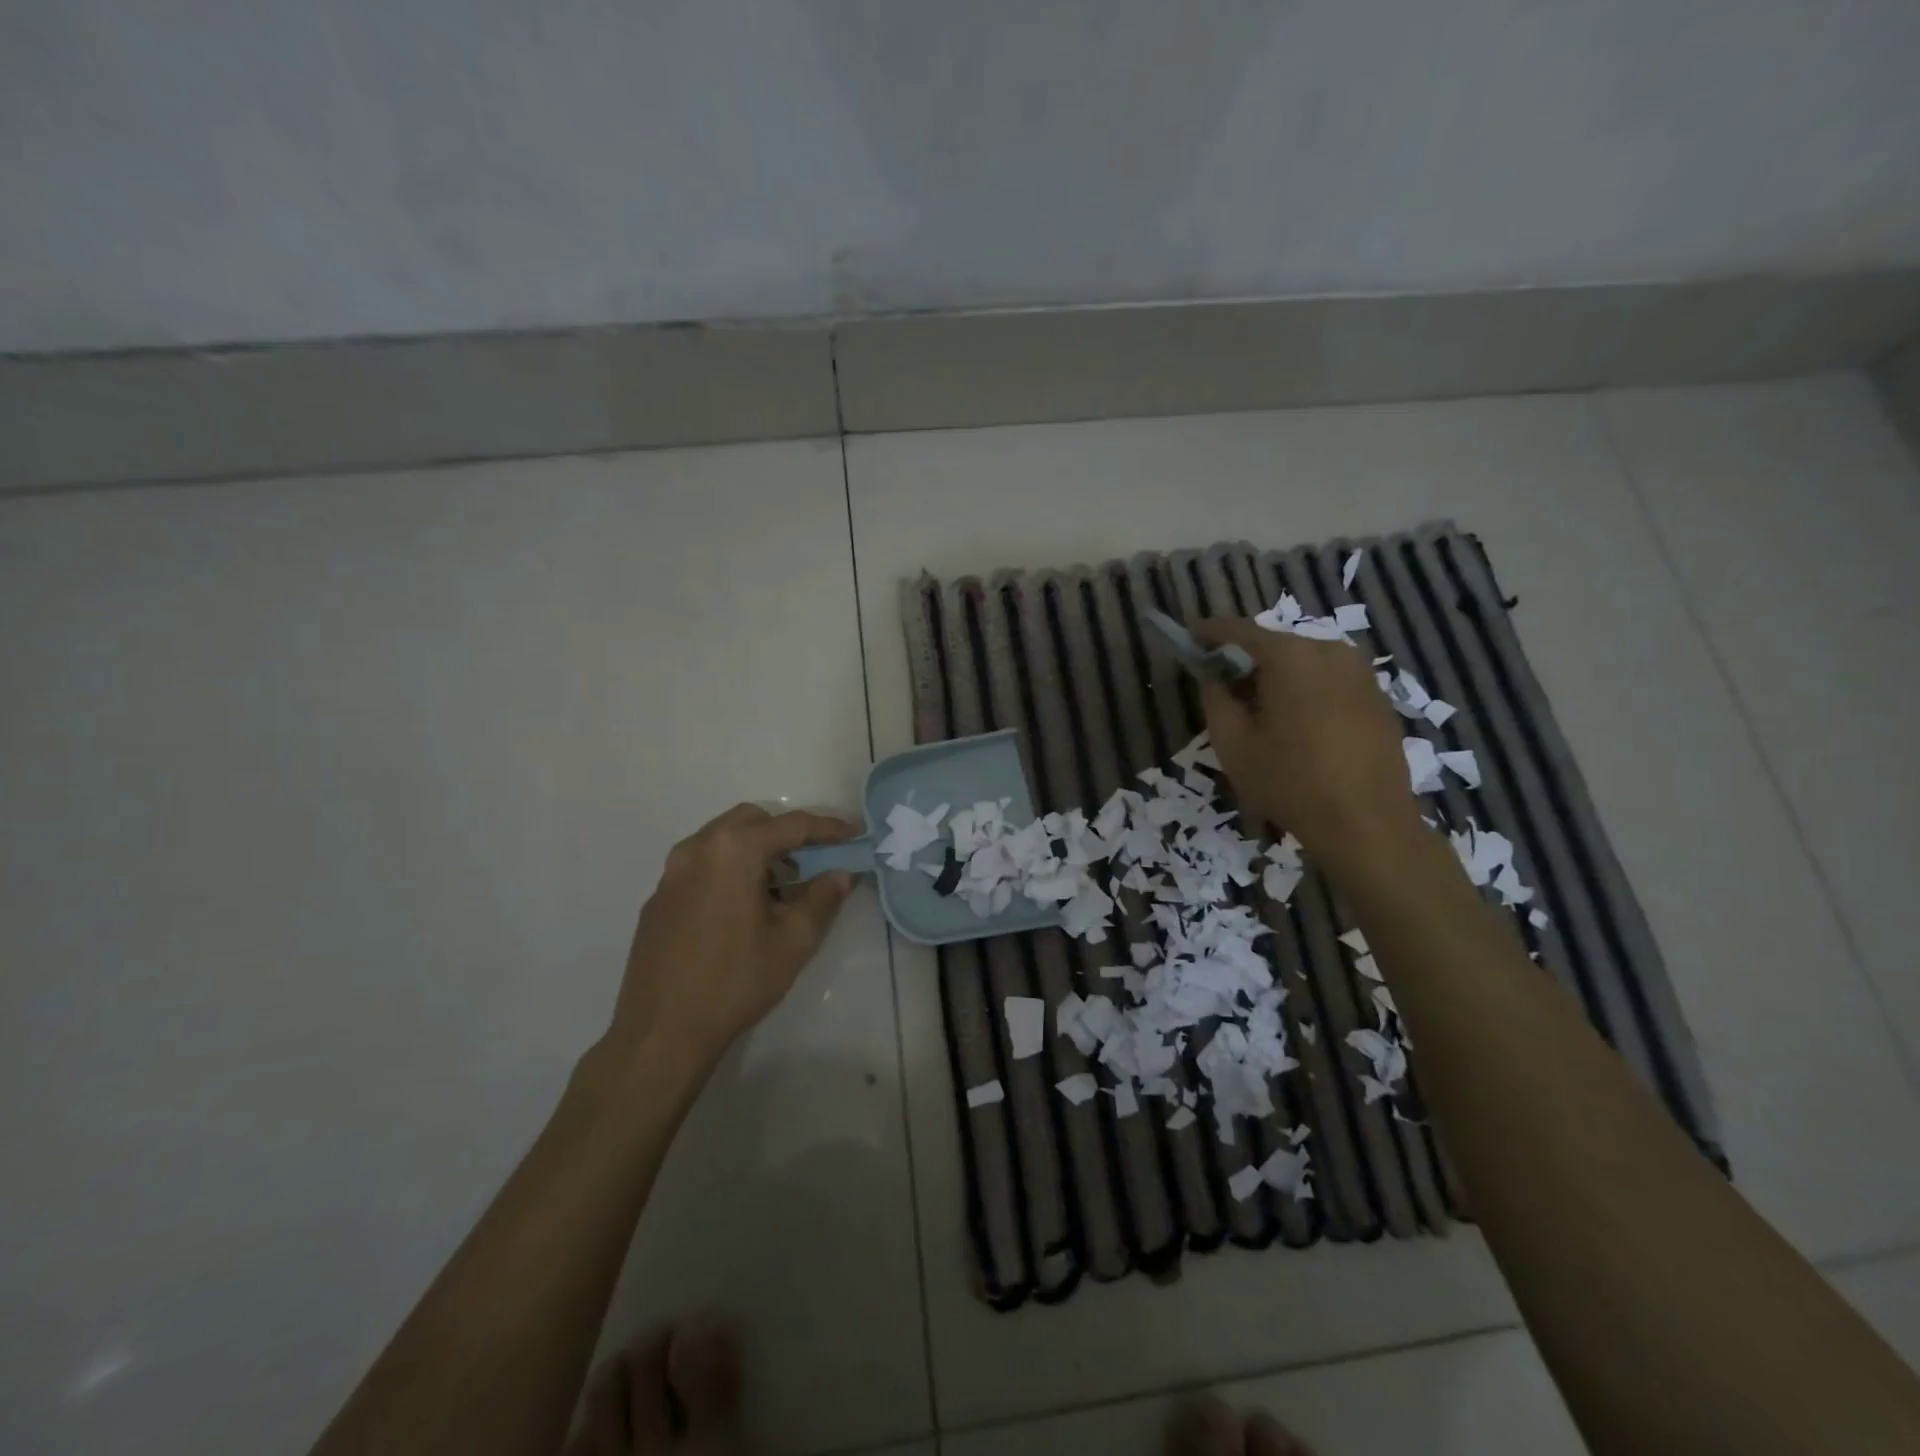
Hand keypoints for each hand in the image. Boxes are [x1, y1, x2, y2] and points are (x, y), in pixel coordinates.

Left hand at [605, 804, 857, 1076]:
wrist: (660, 1033)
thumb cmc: (734, 982)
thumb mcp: (793, 941)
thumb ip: (823, 898)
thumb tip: (841, 874)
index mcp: (733, 850)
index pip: (791, 826)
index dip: (828, 829)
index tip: (855, 835)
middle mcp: (697, 848)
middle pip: (752, 822)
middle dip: (788, 835)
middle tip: (816, 861)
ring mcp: (671, 873)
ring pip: (723, 841)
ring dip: (757, 851)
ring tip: (782, 888)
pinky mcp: (659, 898)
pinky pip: (702, 866)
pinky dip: (730, 870)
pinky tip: (743, 909)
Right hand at [1192, 618, 1423, 869]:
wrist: (1367, 825)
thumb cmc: (1289, 782)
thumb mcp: (1233, 744)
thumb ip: (1215, 699)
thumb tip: (1214, 676)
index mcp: (1290, 656)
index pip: (1238, 630)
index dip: (1209, 632)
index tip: (1189, 638)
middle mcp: (1329, 651)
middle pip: (1275, 645)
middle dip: (1245, 660)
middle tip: (1222, 686)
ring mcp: (1361, 673)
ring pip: (1304, 663)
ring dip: (1277, 677)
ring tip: (1260, 712)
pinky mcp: (1378, 698)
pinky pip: (1329, 681)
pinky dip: (1306, 692)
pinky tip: (1297, 727)